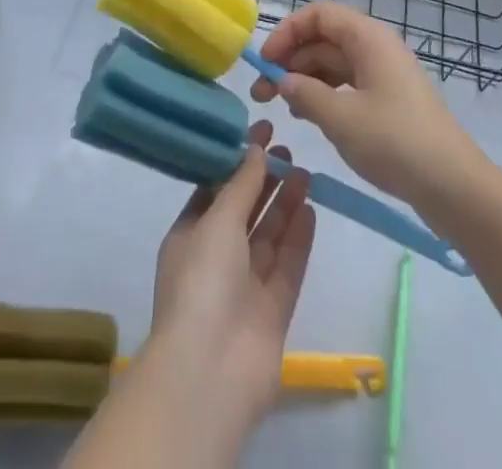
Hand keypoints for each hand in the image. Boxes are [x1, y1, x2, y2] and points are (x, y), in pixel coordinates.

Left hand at [143, 121, 314, 442]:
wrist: (211, 370)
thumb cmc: (203, 280)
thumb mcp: (217, 220)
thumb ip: (240, 184)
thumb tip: (254, 148)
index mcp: (190, 236)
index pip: (215, 189)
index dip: (237, 160)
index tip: (261, 131)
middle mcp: (216, 259)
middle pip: (245, 211)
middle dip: (265, 181)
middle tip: (288, 149)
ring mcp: (246, 286)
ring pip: (269, 236)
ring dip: (285, 203)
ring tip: (305, 171)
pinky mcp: (273, 310)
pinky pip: (288, 265)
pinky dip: (299, 238)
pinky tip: (312, 208)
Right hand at [252, 2, 485, 211]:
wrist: (453, 185)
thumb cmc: (395, 142)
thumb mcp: (341, 119)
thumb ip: (306, 94)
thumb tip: (284, 81)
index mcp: (368, 38)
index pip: (319, 15)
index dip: (288, 32)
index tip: (265, 62)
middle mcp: (376, 47)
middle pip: (324, 38)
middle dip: (291, 60)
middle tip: (262, 94)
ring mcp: (383, 74)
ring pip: (334, 63)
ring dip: (305, 79)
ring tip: (281, 108)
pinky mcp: (388, 99)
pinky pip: (347, 84)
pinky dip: (324, 94)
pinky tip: (307, 117)